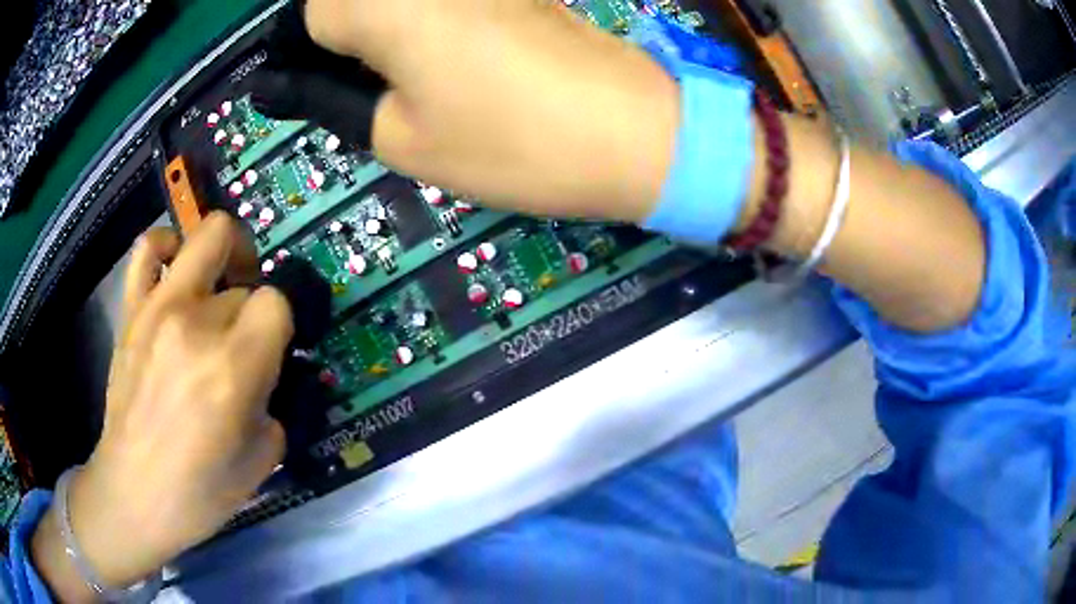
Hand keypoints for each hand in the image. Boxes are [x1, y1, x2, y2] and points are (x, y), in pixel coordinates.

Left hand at [33, 213, 292, 600]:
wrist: (133, 494)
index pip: (276, 302)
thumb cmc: (200, 492)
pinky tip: (176, 269)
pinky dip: (169, 245)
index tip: (273, 351)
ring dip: (226, 253)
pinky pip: (149, 247)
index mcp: (232, 367)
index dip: (282, 324)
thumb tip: (268, 372)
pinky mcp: (131, 310)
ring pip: (208, 235)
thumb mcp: (261, 459)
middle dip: (253, 304)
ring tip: (221, 283)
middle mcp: (196, 323)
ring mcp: (158, 308)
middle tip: (245, 334)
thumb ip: (273, 403)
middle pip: (245, 278)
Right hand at [301, 0, 679, 223]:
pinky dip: (432, 21)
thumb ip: (336, 102)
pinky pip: (444, 0)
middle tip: (373, 79)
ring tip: (417, 73)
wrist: (629, 131)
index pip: (311, 13)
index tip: (334, 83)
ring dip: (386, 26)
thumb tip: (295, 85)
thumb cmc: (511, 143)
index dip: (312, 51)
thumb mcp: (402, 138)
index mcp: (386, 5)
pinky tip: (457, 56)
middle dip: (345, 31)